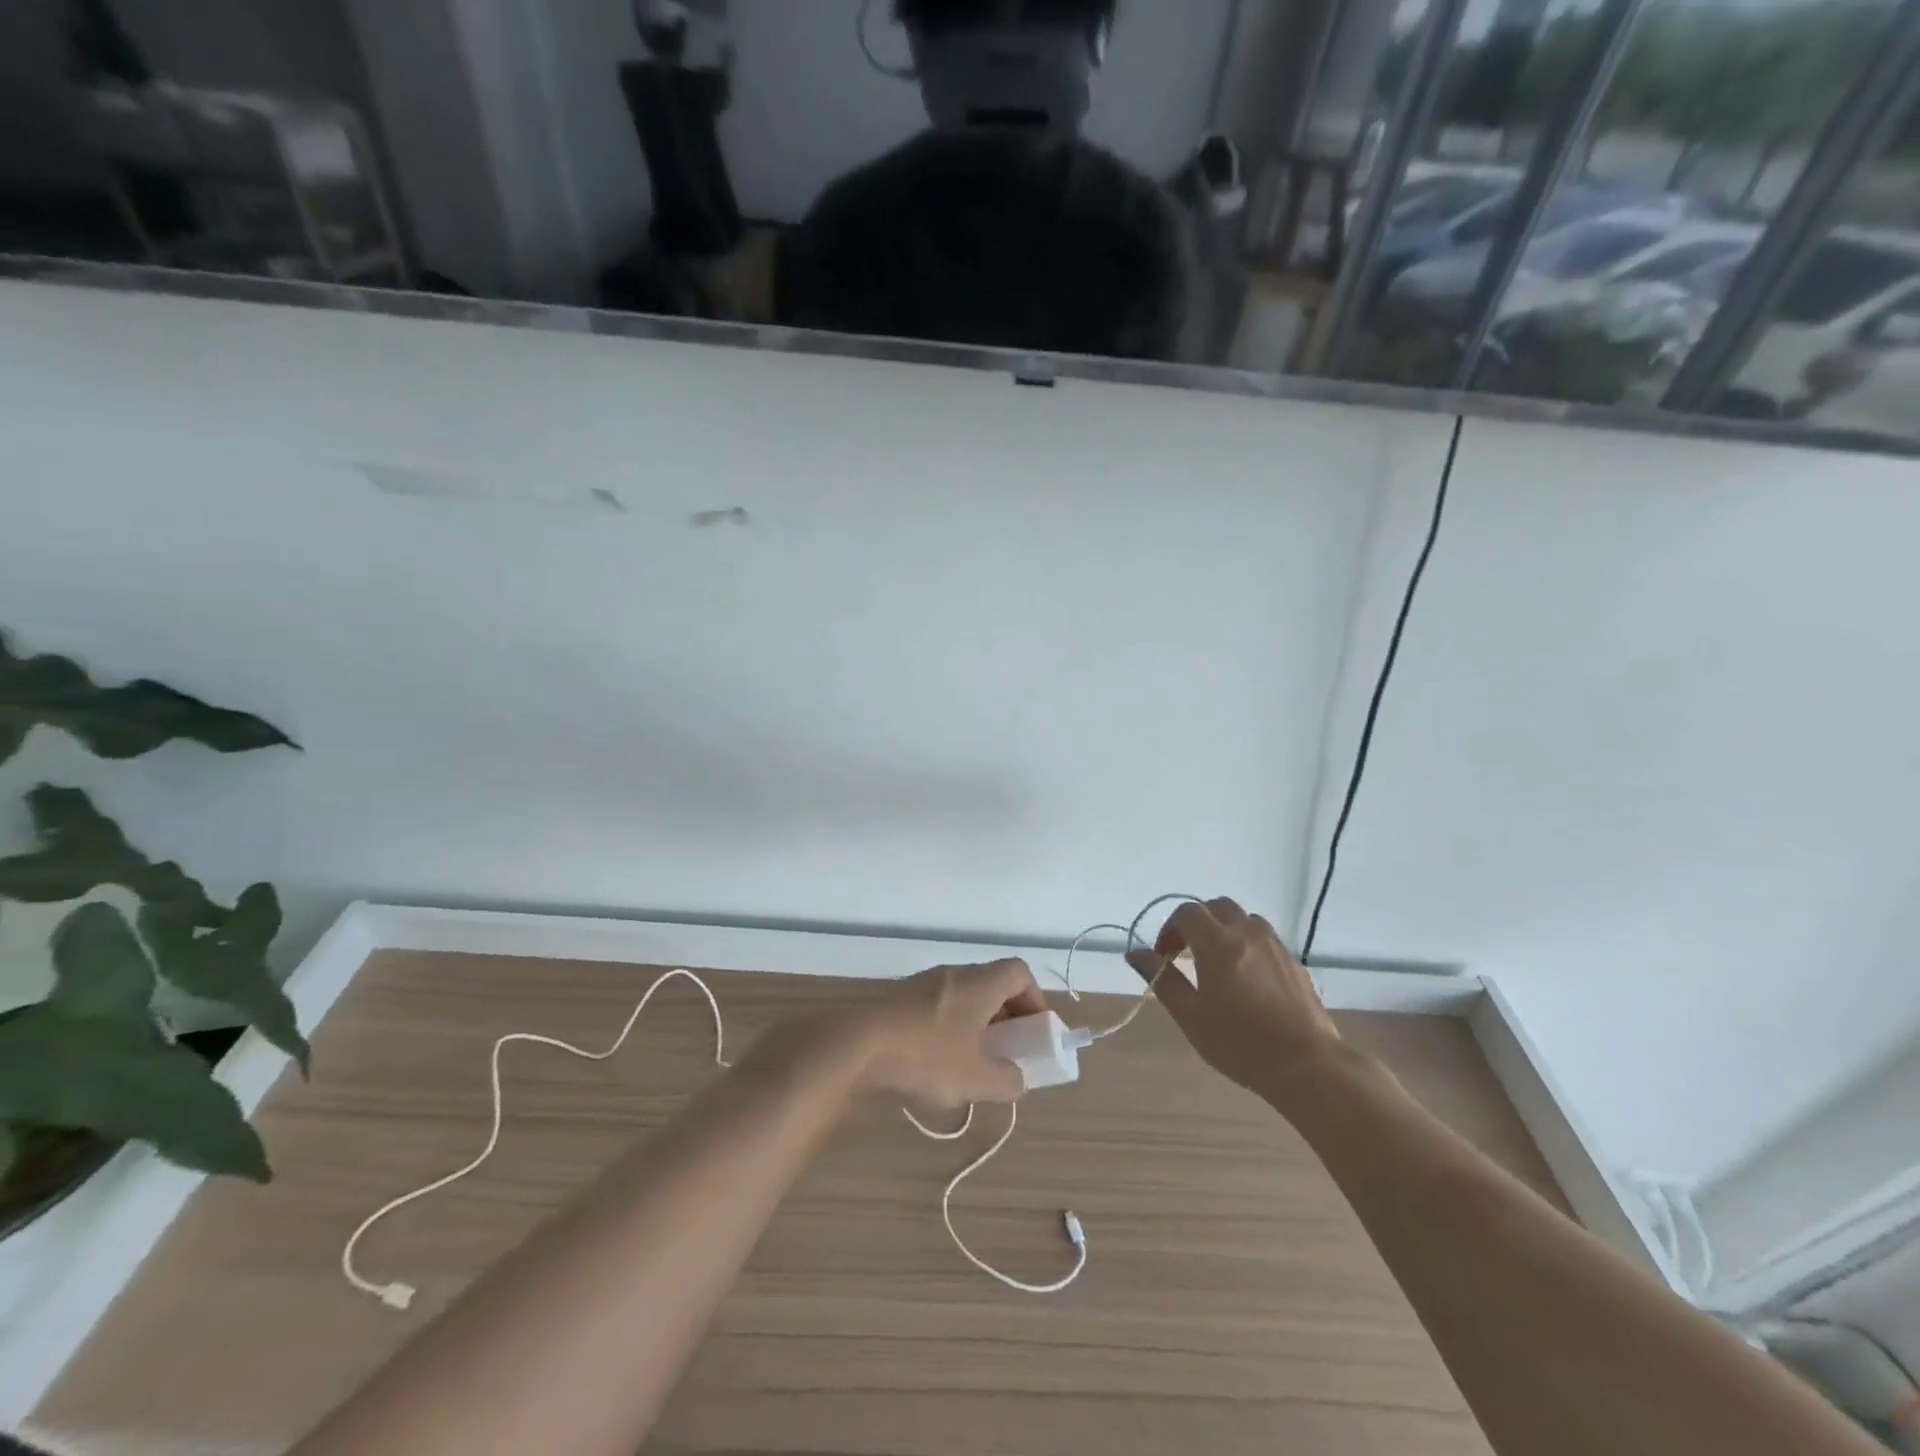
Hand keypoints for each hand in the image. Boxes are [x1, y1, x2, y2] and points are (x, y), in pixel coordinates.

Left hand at [855, 959, 1048, 1109]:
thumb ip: (1007, 1080)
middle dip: (1007, 1015)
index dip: (1035, 998)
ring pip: (964, 996)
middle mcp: (954, 974)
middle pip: (992, 983)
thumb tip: (1015, 1077)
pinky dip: (950, 1027)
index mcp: (979, 983)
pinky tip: (938, 1062)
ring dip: (977, 1023)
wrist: (858, 1047)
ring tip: (974, 1061)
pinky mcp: (900, 1000)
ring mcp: (923, 984)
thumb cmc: (927, 1056)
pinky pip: (938, 1006)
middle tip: (1008, 1049)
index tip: (1034, 1031)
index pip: (1019, 972)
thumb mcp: (977, 1080)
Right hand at [1127, 898, 1342, 1107]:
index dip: (1169, 929)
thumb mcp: (1190, 1016)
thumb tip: (1135, 953)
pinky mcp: (1294, 961)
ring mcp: (1274, 945)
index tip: (1164, 957)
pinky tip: (1246, 978)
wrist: (1307, 1065)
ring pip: (1243, 919)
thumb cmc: (1239, 1043)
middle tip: (1187, 954)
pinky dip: (1247, 944)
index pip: (1187, 913)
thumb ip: (1162, 978)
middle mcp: (1247, 933)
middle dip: (1197, 923)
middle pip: (1216, 907)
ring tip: (1217, 963)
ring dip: (1224, 929)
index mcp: (1217, 942)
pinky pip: (1264, 938)